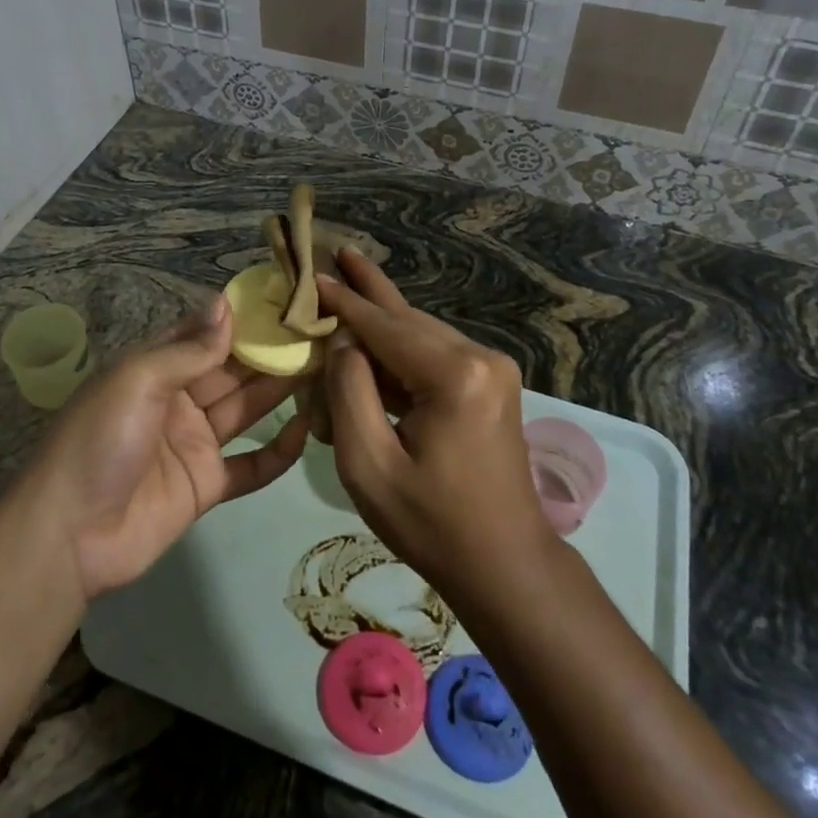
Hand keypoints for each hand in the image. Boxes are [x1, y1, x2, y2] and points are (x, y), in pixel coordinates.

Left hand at [27, 295, 308, 600]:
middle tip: (320, 332)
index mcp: (156, 368)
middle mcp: (179, 399)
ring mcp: (194, 443)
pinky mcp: (207, 485)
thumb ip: (189, 349)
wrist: (68, 537)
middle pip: (233, 370)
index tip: (285, 300)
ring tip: (326, 369)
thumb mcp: (138, 381)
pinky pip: (250, 465)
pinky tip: (307, 431)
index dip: (243, 318)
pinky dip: (278, 452)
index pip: (206, 334)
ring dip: (281, 392)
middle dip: (271, 352)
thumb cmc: (100, 441)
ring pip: (246, 409)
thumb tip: (226, 304)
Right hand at [316, 251, 554, 598]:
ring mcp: (492, 369)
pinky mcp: (492, 383)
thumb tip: (343, 341)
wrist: (505, 565)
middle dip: (367, 292)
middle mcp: (480, 358)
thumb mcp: (369, 464)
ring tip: (348, 279)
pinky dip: (401, 347)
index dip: (344, 301)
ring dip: (382, 318)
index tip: (312, 272)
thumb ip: (350, 392)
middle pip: (407, 320)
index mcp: (454, 375)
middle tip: (337, 252)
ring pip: (422, 333)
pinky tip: (373, 335)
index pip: (384, 327)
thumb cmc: (432, 524)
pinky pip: (435, 353)